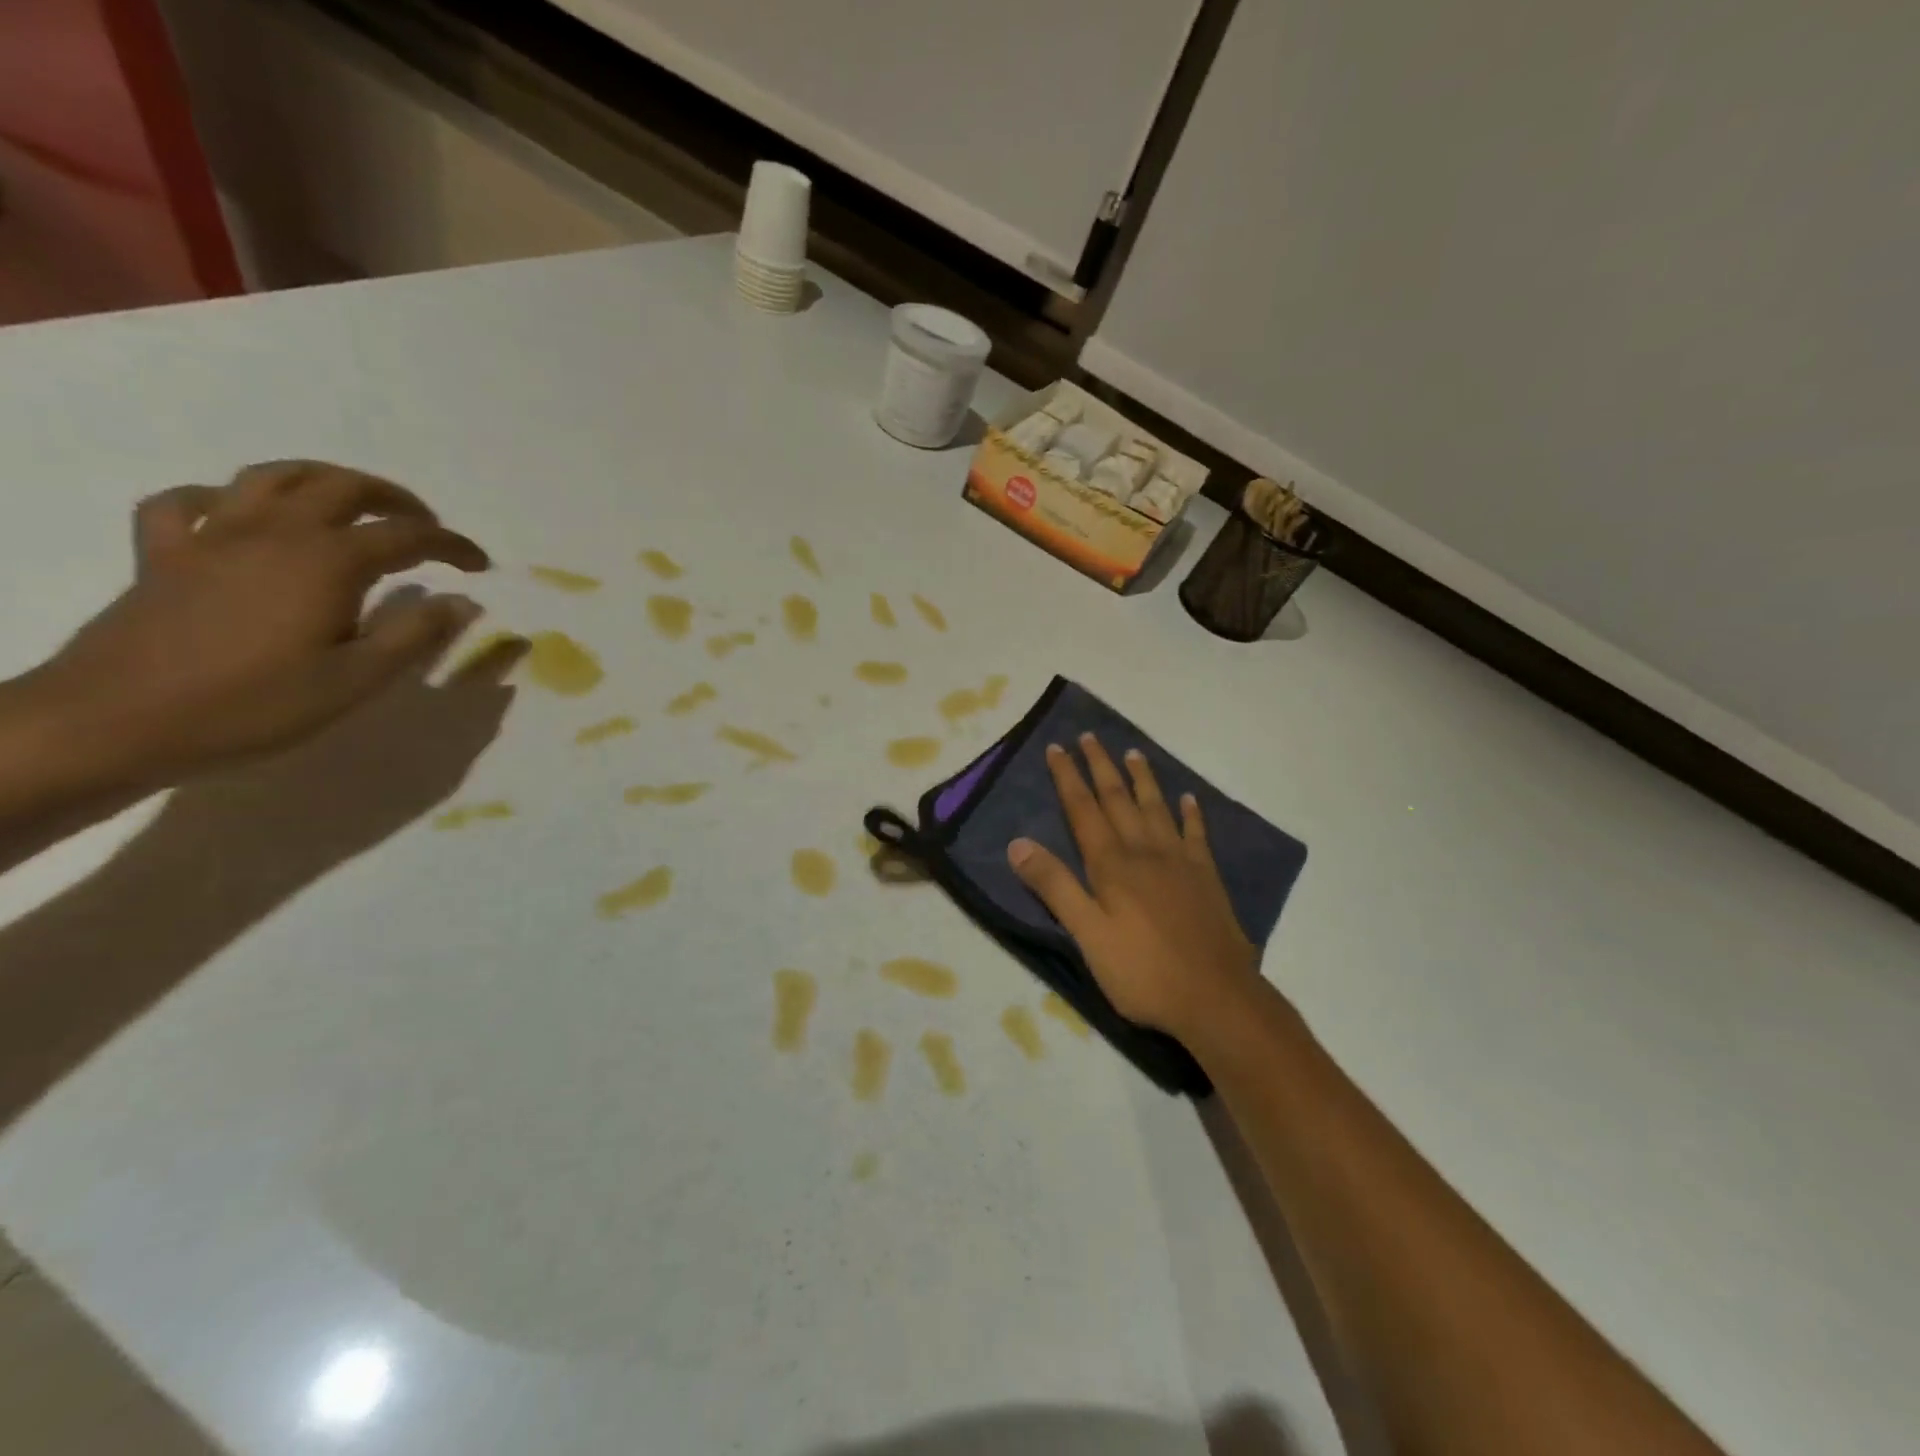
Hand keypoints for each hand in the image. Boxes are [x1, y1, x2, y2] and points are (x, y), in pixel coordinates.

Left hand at [35, 460, 488, 787]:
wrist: (117, 722)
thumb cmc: (255, 705)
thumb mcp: (357, 679)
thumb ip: (415, 635)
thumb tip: (462, 603)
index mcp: (326, 562)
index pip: (406, 537)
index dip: (451, 546)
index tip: (479, 566)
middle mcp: (273, 533)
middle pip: (341, 486)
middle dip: (394, 499)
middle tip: (424, 527)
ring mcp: (212, 537)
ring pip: (271, 478)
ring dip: (321, 480)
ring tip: (349, 503)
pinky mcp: (164, 555)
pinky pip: (188, 503)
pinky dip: (222, 499)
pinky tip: (240, 518)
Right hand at [1007, 733, 1260, 1039]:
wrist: (1216, 998)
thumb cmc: (1143, 972)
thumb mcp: (1087, 935)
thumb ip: (1055, 887)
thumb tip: (1018, 843)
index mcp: (1112, 865)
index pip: (1084, 810)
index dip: (1068, 778)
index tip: (1057, 748)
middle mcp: (1145, 852)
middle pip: (1118, 799)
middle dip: (1101, 766)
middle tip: (1091, 736)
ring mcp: (1180, 862)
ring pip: (1156, 808)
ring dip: (1142, 779)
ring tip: (1133, 753)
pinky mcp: (1206, 877)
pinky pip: (1196, 834)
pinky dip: (1191, 814)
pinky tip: (1189, 799)